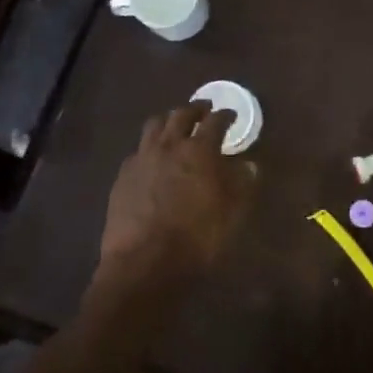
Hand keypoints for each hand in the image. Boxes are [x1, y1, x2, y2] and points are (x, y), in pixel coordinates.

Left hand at [99, 102, 255, 288]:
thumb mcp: (232, 214)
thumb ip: (242, 184)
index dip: (226, 115)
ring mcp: (142, 158)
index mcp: (199, 150)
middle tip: (204, 110)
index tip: (231, 115)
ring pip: (155, 125)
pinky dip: (150, 146)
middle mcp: (169, 145)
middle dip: (196, 109)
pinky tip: (152, 157)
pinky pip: (138, 149)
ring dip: (169, 120)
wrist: (144, 263)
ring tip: (176, 125)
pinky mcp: (123, 175)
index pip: (215, 122)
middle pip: (181, 115)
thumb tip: (249, 164)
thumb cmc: (196, 238)